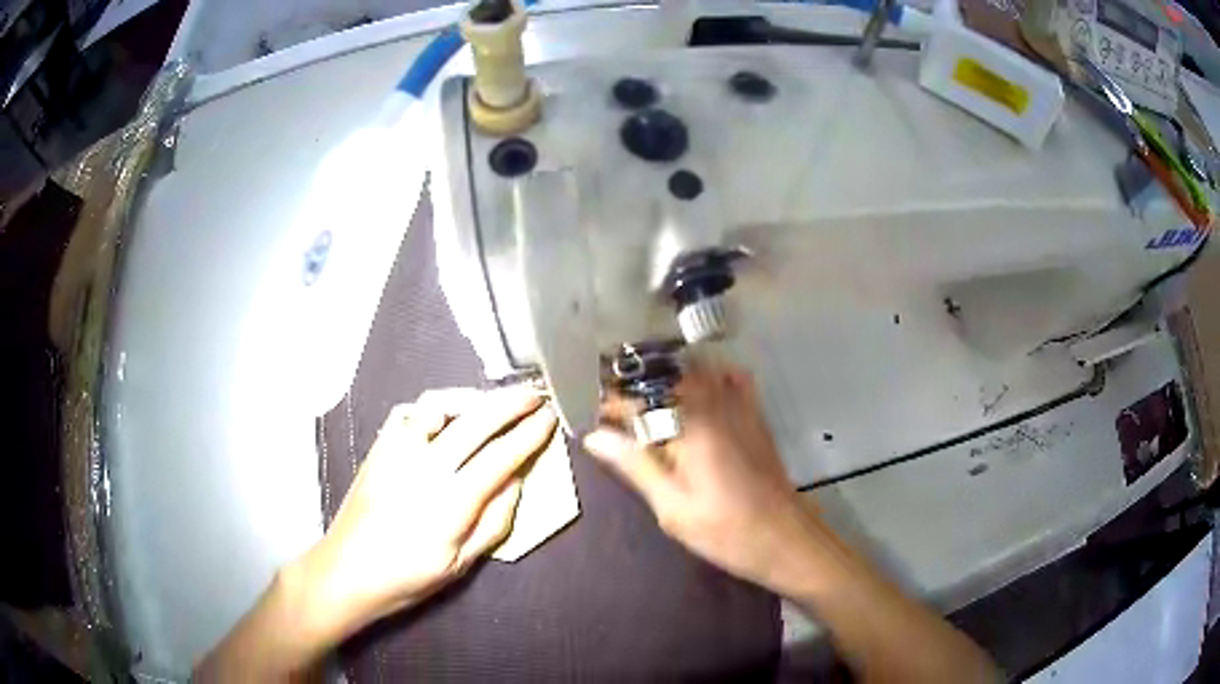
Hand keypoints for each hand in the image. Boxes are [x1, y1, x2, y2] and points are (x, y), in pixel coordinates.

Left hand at [296, 388, 557, 637]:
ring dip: (471, 398)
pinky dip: (431, 407)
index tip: (550, 418)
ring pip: (438, 405)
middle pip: (476, 421)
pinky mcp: (378, 448)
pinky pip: (407, 412)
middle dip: (511, 403)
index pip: (501, 456)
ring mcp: (397, 452)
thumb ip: (494, 520)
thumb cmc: (408, 577)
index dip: (530, 434)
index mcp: (451, 502)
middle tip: (535, 395)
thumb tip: (517, 480)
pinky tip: (443, 415)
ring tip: (491, 401)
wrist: (347, 570)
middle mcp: (425, 466)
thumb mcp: (461, 564)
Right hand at [583, 361, 811, 590]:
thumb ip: (635, 466)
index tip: (596, 417)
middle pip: (670, 375)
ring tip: (648, 405)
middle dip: (639, 387)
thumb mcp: (672, 507)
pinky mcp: (756, 418)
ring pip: (700, 372)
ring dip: (669, 380)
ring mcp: (742, 408)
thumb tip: (595, 437)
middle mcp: (717, 405)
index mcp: (693, 426)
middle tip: (617, 414)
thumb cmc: (727, 531)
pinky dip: (710, 378)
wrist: (786, 539)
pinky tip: (697, 398)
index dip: (614, 404)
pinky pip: (732, 380)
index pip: (642, 397)